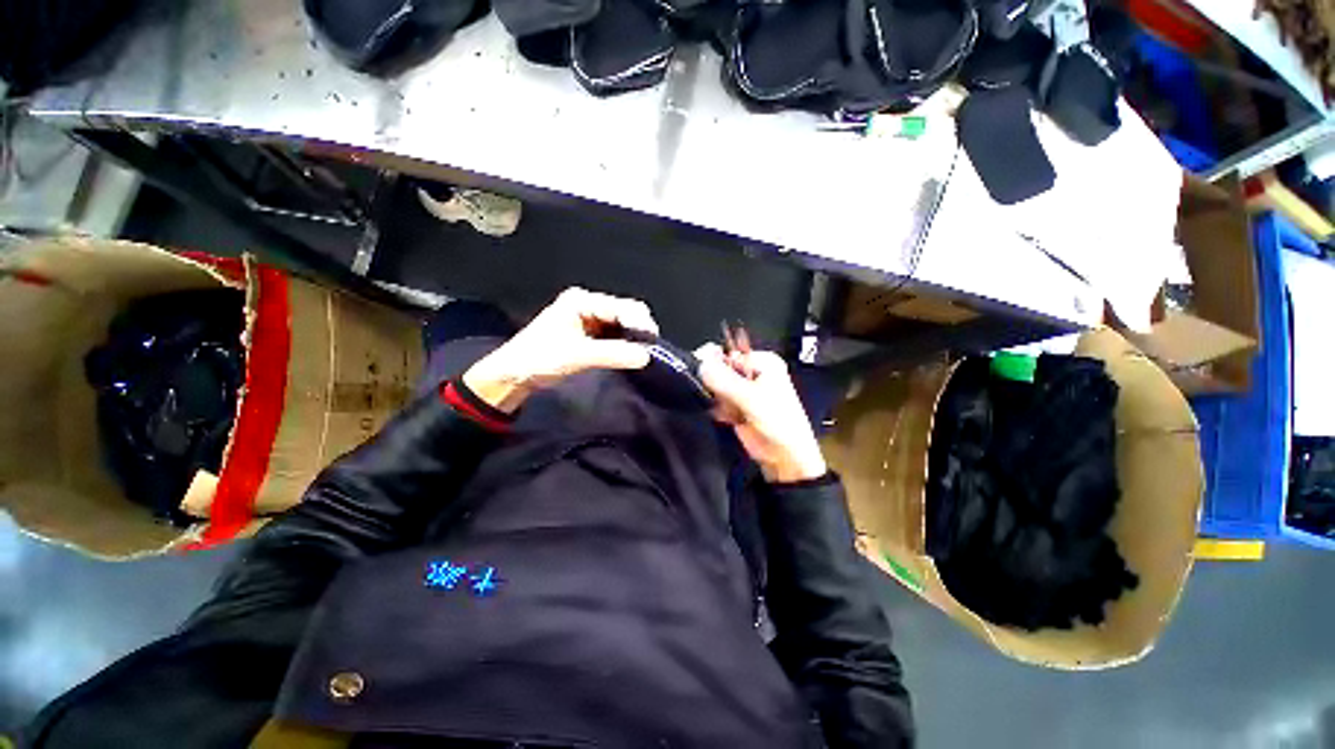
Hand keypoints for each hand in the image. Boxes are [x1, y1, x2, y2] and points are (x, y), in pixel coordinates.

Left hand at [463, 288, 657, 412]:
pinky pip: (616, 335)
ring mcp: (590, 319)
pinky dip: (626, 344)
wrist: (515, 374)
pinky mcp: (591, 334)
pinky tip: (632, 354)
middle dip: (639, 329)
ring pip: (623, 324)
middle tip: (650, 350)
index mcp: (582, 301)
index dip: (639, 323)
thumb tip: (646, 356)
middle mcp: (589, 305)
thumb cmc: (540, 358)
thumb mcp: (577, 355)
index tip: (652, 343)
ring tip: (644, 354)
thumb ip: (613, 354)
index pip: (620, 307)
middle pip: (625, 312)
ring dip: (634, 338)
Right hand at [696, 344, 827, 483]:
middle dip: (716, 383)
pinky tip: (728, 418)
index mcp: (762, 362)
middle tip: (723, 397)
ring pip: (716, 386)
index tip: (705, 374)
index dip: (714, 362)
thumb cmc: (776, 421)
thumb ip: (723, 379)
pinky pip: (717, 401)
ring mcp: (743, 390)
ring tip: (731, 411)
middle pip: (720, 368)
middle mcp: (752, 372)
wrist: (784, 456)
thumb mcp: (750, 397)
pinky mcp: (736, 406)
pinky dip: (718, 409)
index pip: (728, 352)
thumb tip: (700, 363)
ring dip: (718, 399)